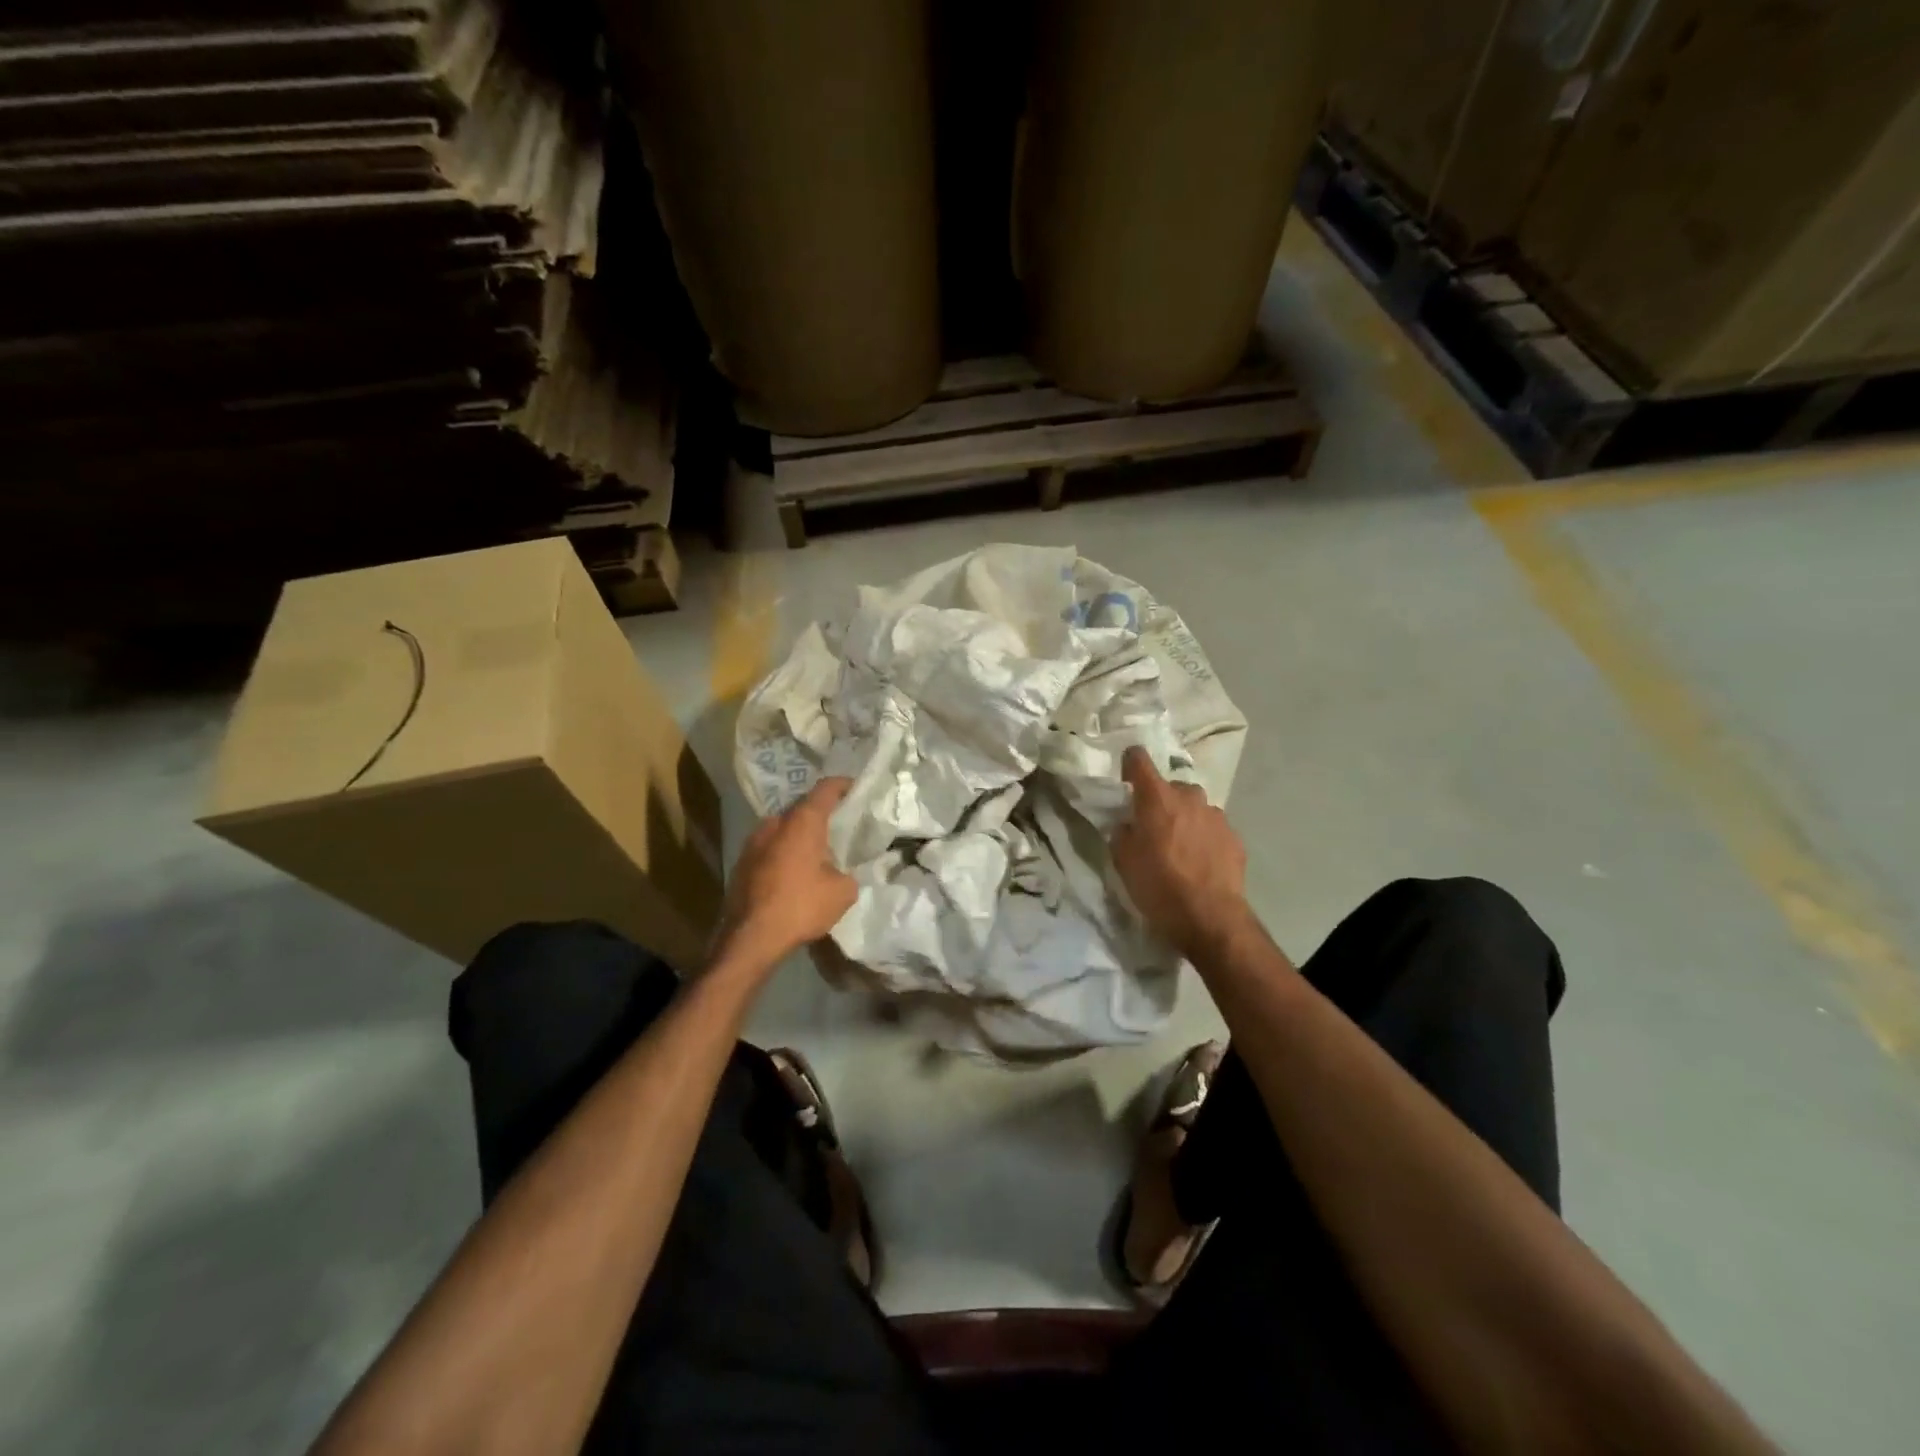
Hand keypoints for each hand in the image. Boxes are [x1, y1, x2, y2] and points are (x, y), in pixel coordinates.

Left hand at [714, 777, 857, 969]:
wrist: (750, 938)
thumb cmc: (800, 906)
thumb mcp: (842, 892)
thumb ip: (848, 873)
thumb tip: (841, 873)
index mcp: (802, 822)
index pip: (825, 789)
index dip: (842, 785)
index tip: (855, 788)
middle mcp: (775, 823)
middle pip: (801, 807)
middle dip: (820, 813)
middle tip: (839, 824)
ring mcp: (753, 842)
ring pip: (783, 828)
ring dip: (799, 835)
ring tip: (817, 851)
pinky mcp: (741, 863)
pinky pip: (770, 848)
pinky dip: (784, 852)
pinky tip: (795, 872)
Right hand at [1112, 747, 1248, 960]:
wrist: (1210, 918)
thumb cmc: (1159, 887)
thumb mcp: (1123, 861)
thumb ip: (1123, 832)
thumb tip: (1130, 824)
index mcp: (1157, 798)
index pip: (1139, 759)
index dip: (1130, 764)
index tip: (1126, 780)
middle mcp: (1189, 797)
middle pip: (1170, 787)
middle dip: (1161, 801)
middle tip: (1154, 828)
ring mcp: (1216, 816)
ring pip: (1194, 807)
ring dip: (1185, 819)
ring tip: (1180, 849)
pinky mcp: (1235, 837)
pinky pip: (1212, 829)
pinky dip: (1204, 838)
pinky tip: (1200, 863)